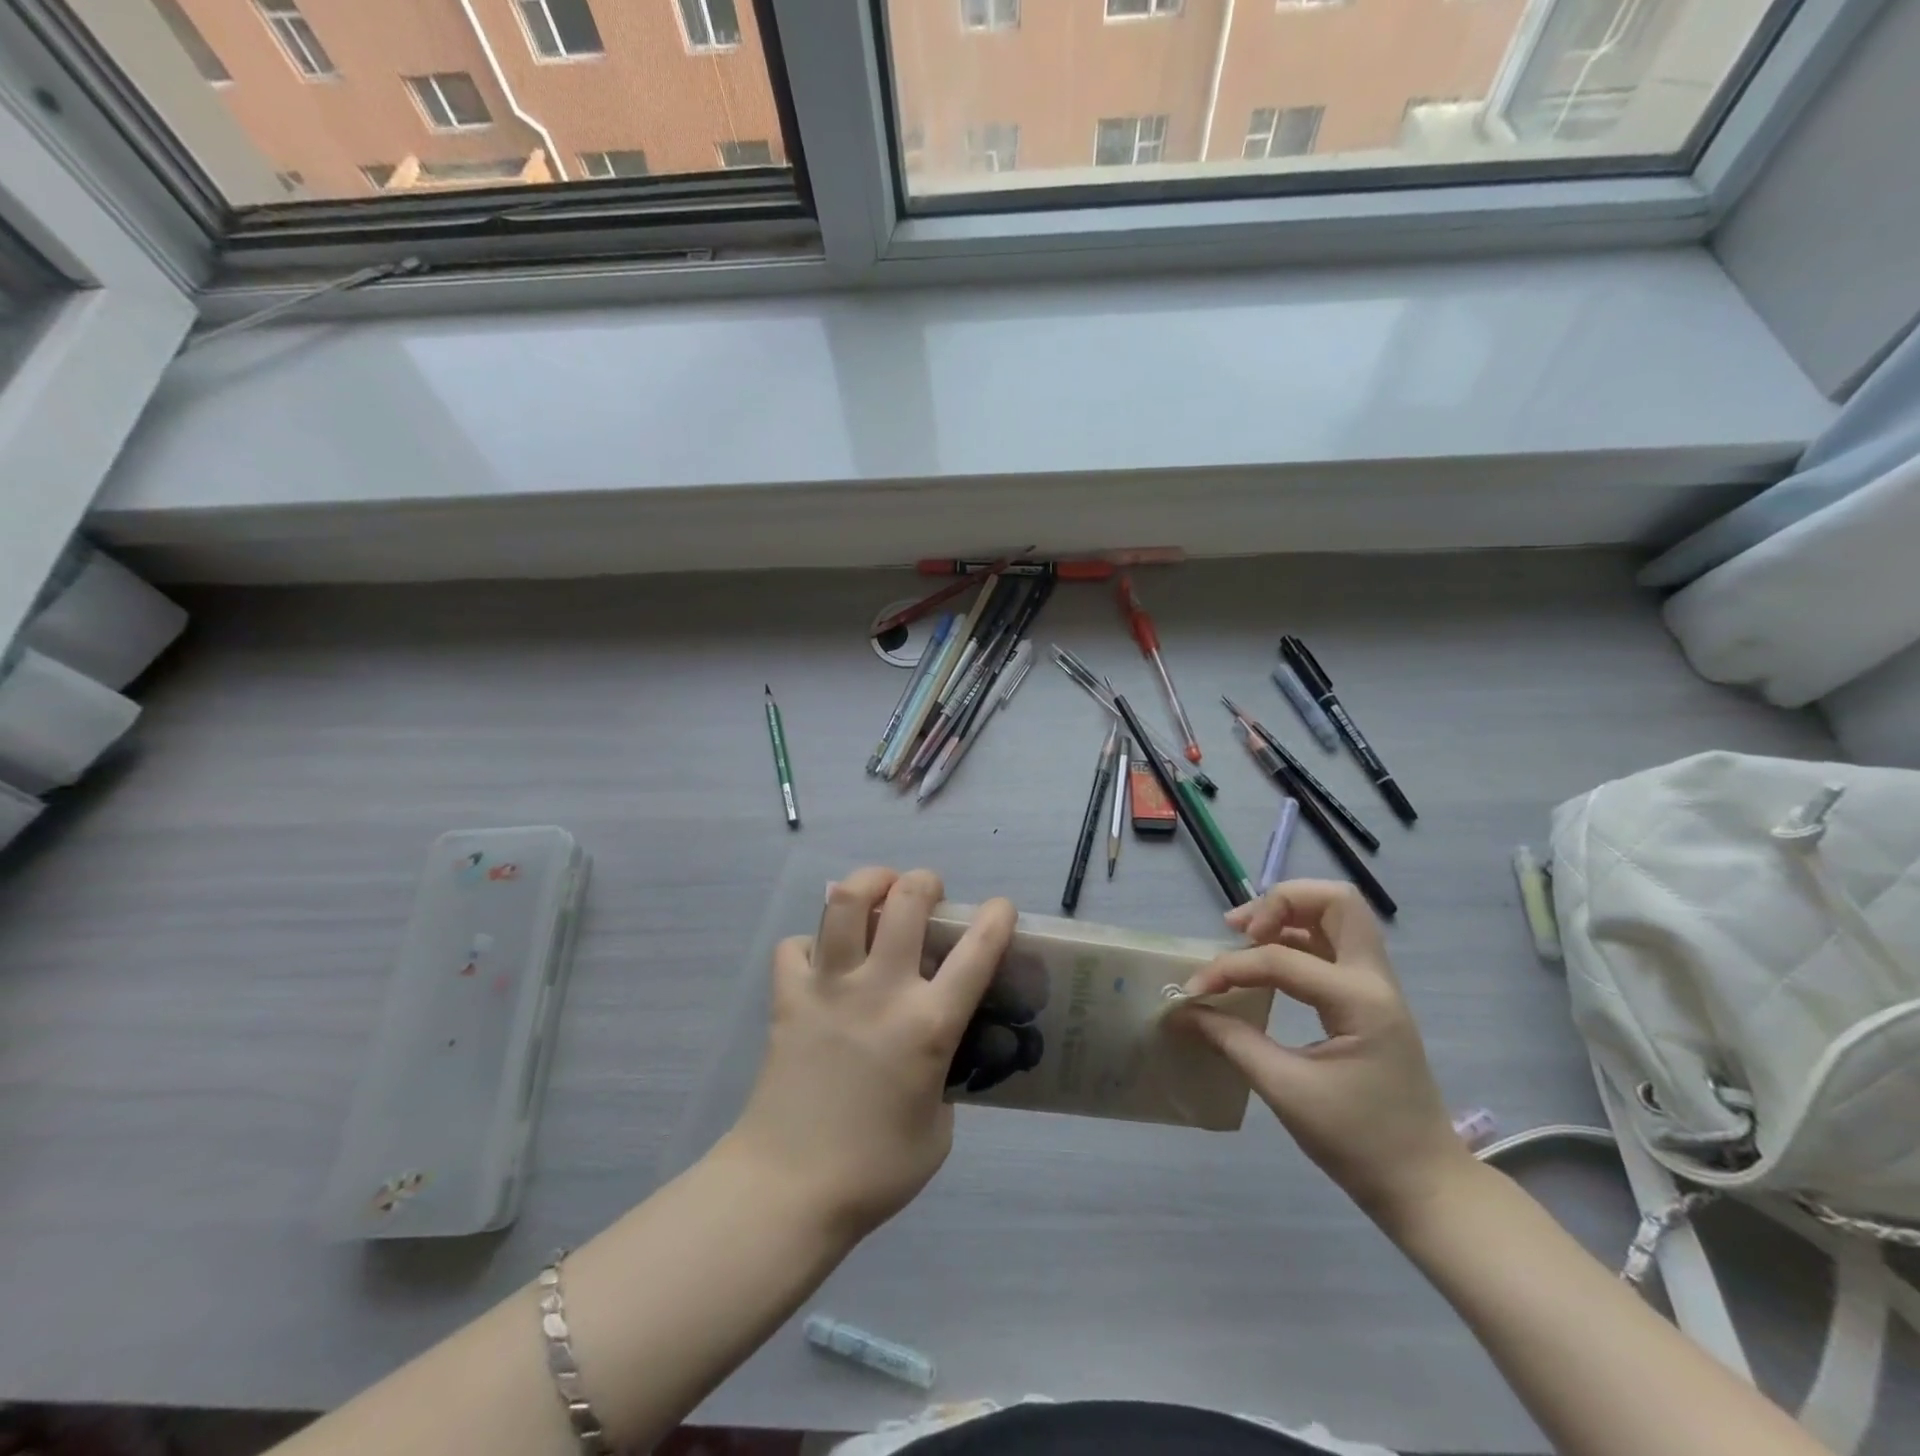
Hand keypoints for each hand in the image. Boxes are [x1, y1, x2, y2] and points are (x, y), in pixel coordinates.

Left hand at [723, 867, 1016, 1241]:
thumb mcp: (939, 1131)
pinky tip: (820, 962)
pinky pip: (795, 946)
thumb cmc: (874, 1170)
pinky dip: (810, 944)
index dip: (996, 918)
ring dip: (868, 883)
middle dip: (924, 881)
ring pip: (845, 902)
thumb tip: (932, 1054)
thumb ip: (943, 1079)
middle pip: (906, 901)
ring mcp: (829, 987)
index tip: (1001, 908)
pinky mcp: (787, 996)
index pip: (976, 952)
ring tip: (877, 892)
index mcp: (928, 1025)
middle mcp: (881, 990)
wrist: (788, 1188)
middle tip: (926, 892)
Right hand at [1173, 880, 1472, 1229]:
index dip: (1230, 968)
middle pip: (1335, 901)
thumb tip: (1184, 1012)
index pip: (1281, 958)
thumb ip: (1232, 1040)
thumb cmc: (1358, 1142)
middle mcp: (1375, 980)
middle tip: (1240, 929)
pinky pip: (1334, 945)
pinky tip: (1267, 961)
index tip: (1195, 992)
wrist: (1425, 1186)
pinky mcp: (1369, 999)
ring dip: (1289, 913)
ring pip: (1337, 916)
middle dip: (1280, 902)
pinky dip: (1298, 938)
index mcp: (1360, 1001)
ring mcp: (1377, 987)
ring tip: (1245, 935)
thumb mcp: (1286, 1091)